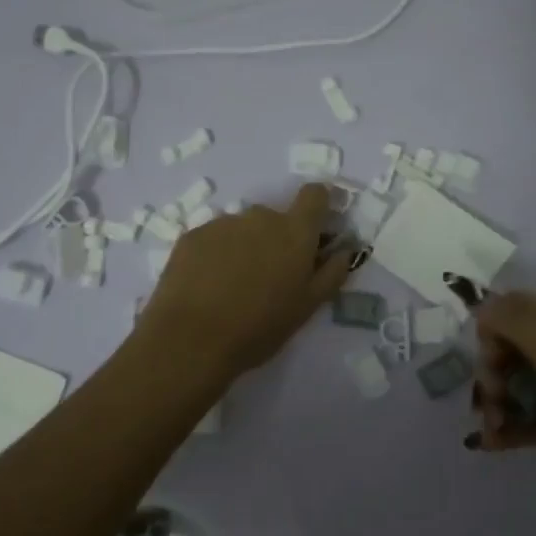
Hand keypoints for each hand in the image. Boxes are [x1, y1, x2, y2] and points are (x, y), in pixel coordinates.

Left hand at [137, 183, 357, 379]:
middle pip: (276, 218)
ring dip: (246, 248)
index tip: (317, 228)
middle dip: (278, 240)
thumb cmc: (259, 327)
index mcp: (294, 232)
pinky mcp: (193, 235)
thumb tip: (345, 249)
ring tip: (234, 287)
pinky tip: (208, 287)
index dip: (320, 204)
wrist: (190, 340)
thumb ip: (332, 273)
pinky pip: (215, 238)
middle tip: (270, 278)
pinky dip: (217, 254)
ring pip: (243, 229)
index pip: (315, 195)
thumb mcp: (307, 307)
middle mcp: (260, 217)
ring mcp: (223, 223)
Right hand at [470, 291, 535, 522]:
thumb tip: (482, 309)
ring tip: (494, 424)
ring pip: (509, 381)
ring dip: (493, 400)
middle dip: (492, 368)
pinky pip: (516, 415)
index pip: (517, 306)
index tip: (491, 356)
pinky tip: (491, 442)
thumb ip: (518, 321)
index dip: (494, 327)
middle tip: (494, 395)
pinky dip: (501, 426)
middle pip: (508, 344)